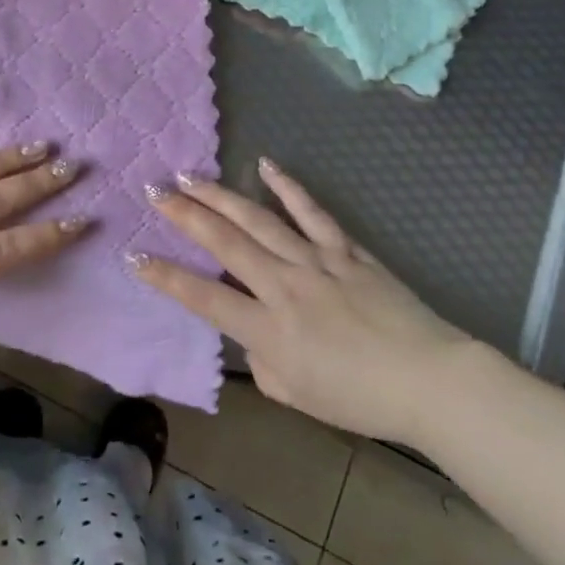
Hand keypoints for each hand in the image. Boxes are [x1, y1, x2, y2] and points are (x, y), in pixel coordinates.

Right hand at [134, 160, 473, 441]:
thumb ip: (261, 360)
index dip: (164, 276)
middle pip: (224, 243)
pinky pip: (311, 212)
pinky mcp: (345, 249)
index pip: (203, 297)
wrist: (429, 381)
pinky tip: (265, 166)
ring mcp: (315, 261)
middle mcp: (283, 286)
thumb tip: (252, 331)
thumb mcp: (295, 395)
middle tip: (154, 191)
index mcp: (268, 330)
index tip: (134, 255)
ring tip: (190, 176)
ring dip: (220, 196)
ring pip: (258, 220)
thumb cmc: (359, 398)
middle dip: (184, 215)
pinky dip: (287, 187)